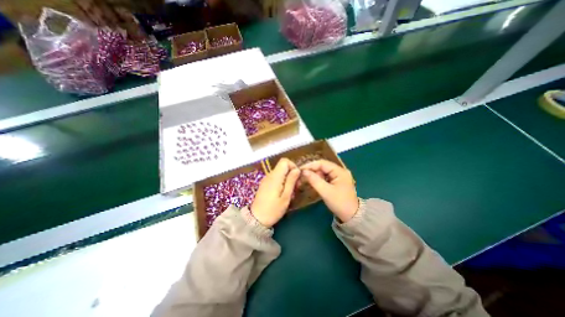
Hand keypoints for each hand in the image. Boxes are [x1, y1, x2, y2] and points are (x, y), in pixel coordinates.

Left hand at [248, 159, 296, 227]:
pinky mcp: (265, 184)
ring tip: (291, 192)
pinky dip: (282, 182)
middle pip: (283, 166)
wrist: (256, 219)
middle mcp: (269, 175)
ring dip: (288, 179)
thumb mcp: (285, 197)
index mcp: (275, 176)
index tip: (297, 177)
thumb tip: (297, 169)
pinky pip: (276, 178)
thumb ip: (291, 181)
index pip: (284, 161)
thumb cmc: (273, 210)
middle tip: (296, 187)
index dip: (292, 166)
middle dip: (291, 174)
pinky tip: (284, 193)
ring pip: (280, 172)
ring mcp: (266, 179)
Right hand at [300, 158, 356, 222]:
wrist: (351, 216)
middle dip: (312, 170)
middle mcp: (340, 171)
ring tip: (305, 180)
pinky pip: (325, 177)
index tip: (300, 170)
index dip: (310, 165)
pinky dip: (318, 179)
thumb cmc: (339, 203)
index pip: (322, 163)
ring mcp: (339, 176)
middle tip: (301, 176)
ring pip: (323, 172)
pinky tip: (312, 182)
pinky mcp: (336, 182)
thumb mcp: (325, 192)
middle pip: (323, 167)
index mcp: (340, 171)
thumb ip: (314, 180)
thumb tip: (304, 171)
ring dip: (314, 175)